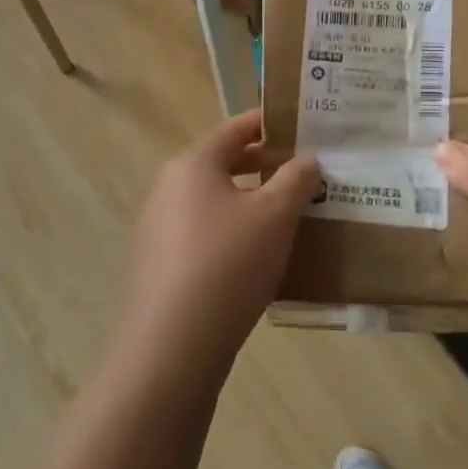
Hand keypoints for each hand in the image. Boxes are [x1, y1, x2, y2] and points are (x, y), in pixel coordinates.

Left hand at [121, 110, 320, 375]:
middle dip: (263, 166)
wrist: (174, 344)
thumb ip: (296, 180)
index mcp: (192, 164)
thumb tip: (307, 159)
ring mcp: (159, 227)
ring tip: (289, 214)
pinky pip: (204, 233)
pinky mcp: (161, 263)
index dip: (268, 124)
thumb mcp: (275, 216)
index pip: (235, 130)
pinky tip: (260, 256)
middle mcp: (169, 187)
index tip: (300, 126)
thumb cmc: (228, 263)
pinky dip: (232, 232)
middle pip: (222, 164)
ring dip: (250, 202)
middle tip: (304, 171)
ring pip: (214, 201)